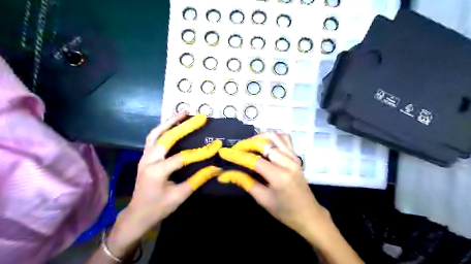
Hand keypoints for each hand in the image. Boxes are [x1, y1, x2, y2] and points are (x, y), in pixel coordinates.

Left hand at [108, 112, 222, 255]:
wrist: (137, 214)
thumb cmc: (159, 207)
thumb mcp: (181, 195)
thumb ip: (198, 179)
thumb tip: (217, 168)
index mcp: (157, 172)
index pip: (182, 157)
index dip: (201, 151)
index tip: (217, 145)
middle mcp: (148, 160)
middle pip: (167, 138)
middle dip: (184, 126)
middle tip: (199, 117)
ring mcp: (144, 156)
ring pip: (156, 133)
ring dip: (170, 122)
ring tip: (183, 113)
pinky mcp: (144, 156)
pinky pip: (153, 137)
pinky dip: (162, 128)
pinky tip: (171, 123)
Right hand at [216, 134, 328, 240]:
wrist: (308, 214)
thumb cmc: (285, 211)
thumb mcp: (262, 199)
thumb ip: (245, 182)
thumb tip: (226, 174)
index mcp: (279, 176)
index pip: (254, 160)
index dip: (237, 156)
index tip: (224, 152)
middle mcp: (288, 162)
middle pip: (264, 144)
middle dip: (247, 144)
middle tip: (236, 150)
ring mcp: (294, 157)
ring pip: (274, 137)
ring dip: (258, 138)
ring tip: (247, 146)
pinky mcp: (296, 156)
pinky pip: (284, 139)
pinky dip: (272, 138)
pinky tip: (264, 144)